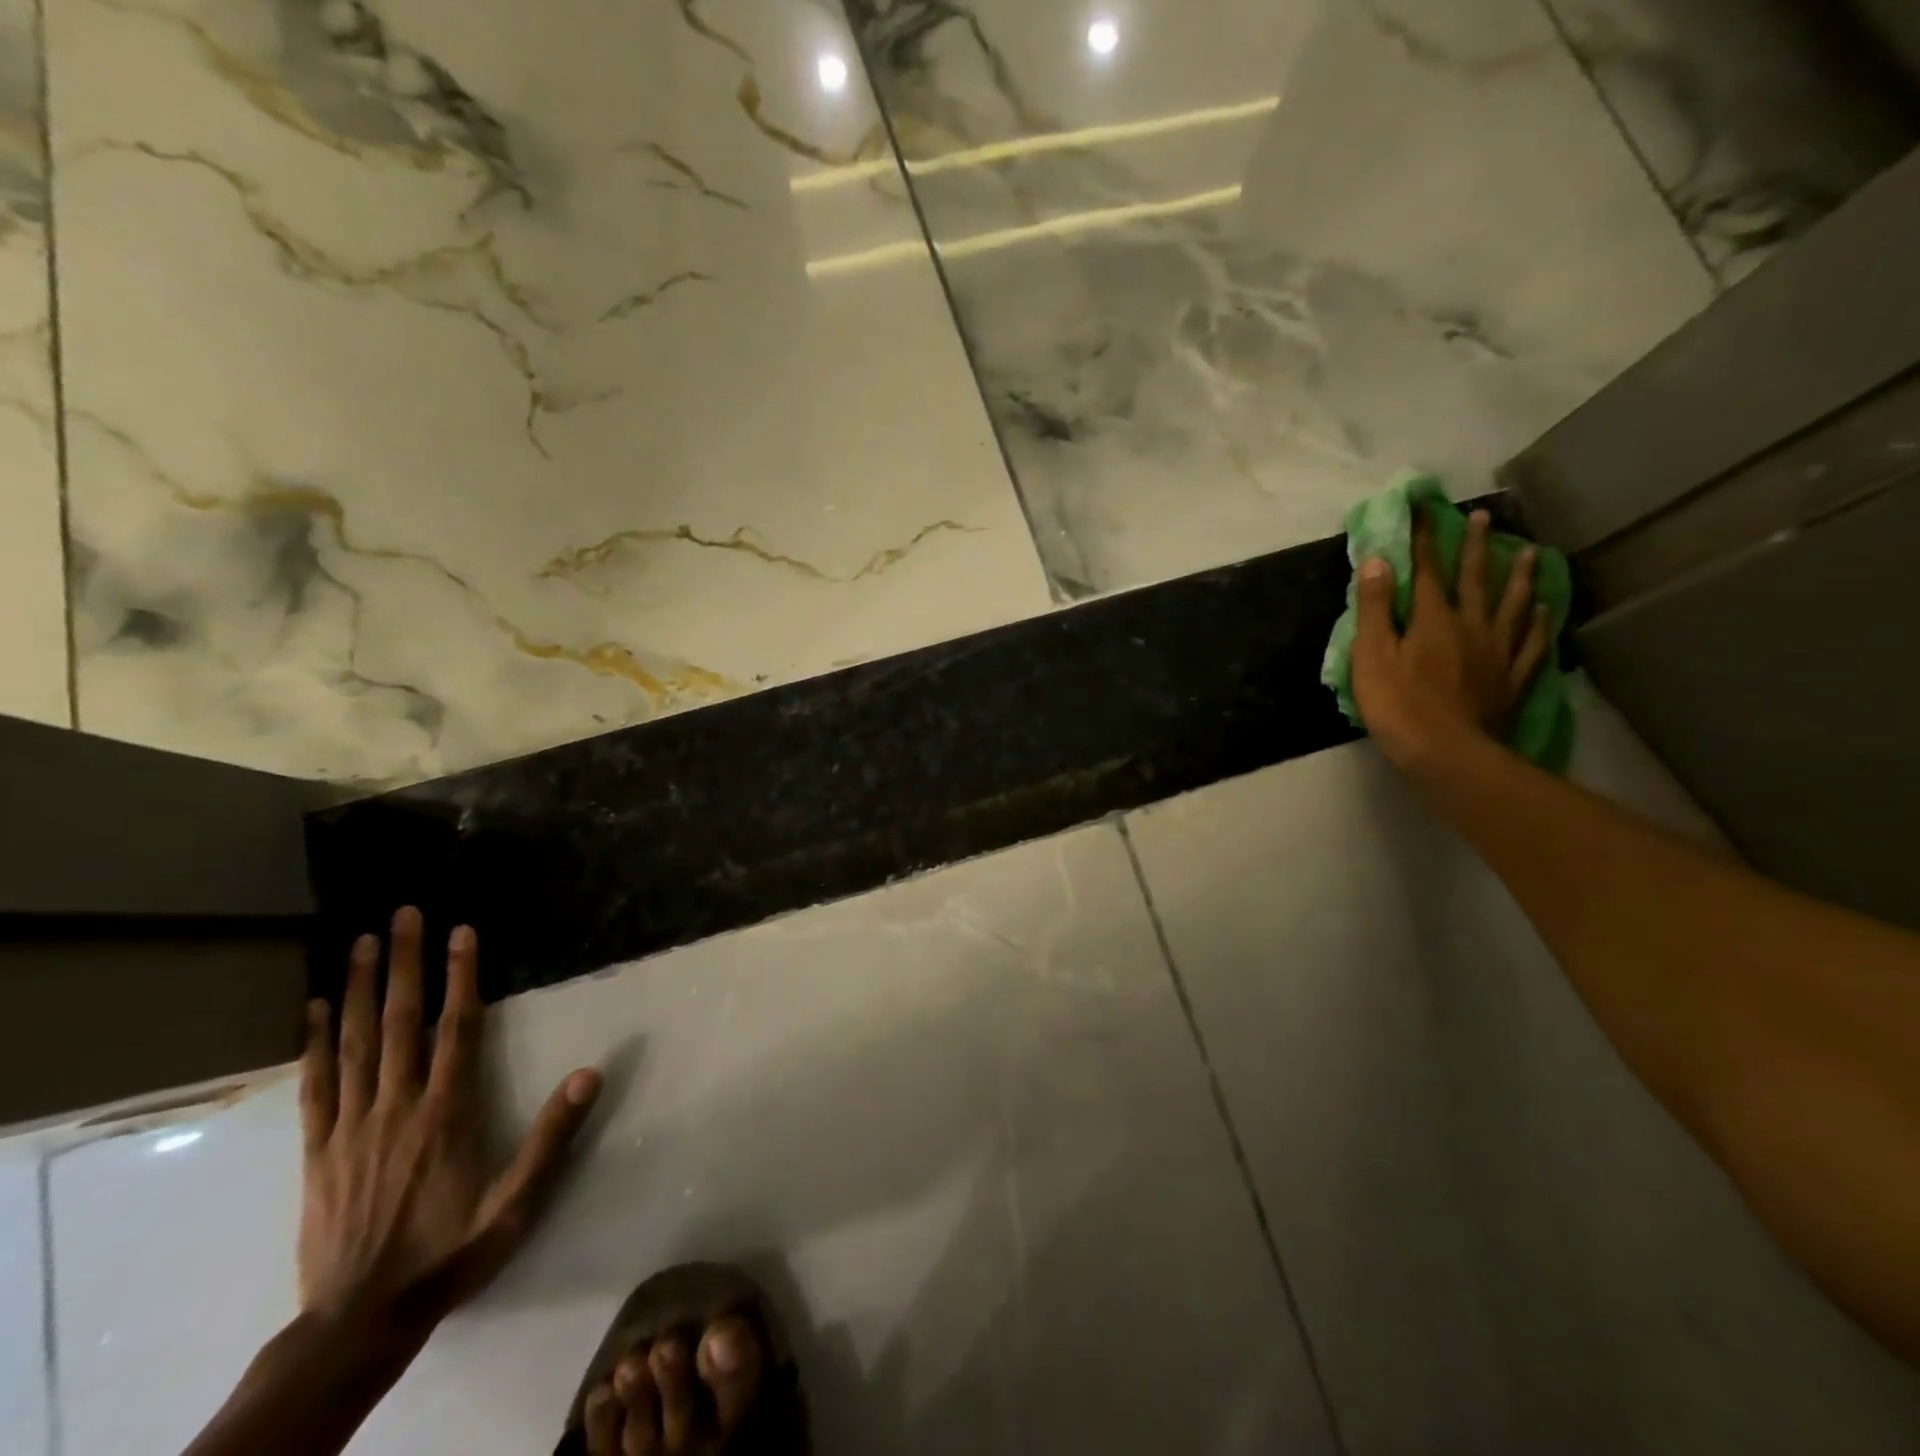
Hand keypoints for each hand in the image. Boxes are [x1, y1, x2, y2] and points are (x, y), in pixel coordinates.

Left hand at [298, 907, 600, 1329]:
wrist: (360, 1321)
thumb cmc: (449, 1253)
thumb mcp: (516, 1204)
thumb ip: (552, 1137)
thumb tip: (591, 1073)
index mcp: (447, 1112)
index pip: (457, 1028)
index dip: (460, 976)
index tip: (462, 931)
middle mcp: (397, 1105)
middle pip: (400, 1021)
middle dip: (403, 963)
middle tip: (404, 915)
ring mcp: (352, 1125)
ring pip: (355, 1042)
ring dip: (358, 988)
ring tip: (360, 942)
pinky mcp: (318, 1149)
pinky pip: (316, 1084)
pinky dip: (315, 1042)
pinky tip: (314, 1008)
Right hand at [1351, 508, 1551, 770]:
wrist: (1447, 752)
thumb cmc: (1398, 705)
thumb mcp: (1371, 656)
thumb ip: (1374, 610)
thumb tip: (1377, 562)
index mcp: (1432, 620)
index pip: (1426, 571)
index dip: (1424, 540)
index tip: (1425, 510)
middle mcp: (1470, 625)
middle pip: (1474, 580)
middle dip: (1475, 547)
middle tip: (1485, 517)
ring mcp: (1497, 651)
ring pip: (1511, 605)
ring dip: (1517, 577)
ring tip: (1527, 553)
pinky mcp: (1511, 677)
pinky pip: (1530, 642)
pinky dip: (1536, 622)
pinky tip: (1542, 609)